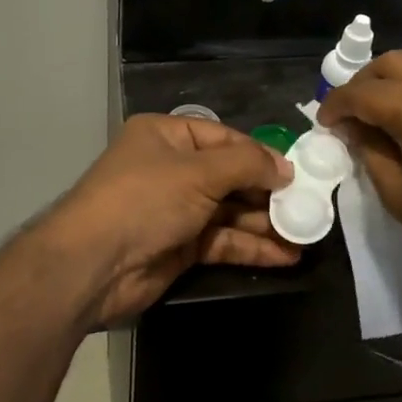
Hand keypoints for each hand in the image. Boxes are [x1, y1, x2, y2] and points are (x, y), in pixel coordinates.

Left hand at [46, 115, 299, 325]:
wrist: (92, 266)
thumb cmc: (144, 200)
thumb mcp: (198, 173)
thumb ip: (247, 165)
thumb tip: (286, 167)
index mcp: (166, 136)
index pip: (224, 138)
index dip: (260, 154)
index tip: (297, 172)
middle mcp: (171, 169)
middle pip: (229, 176)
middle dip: (268, 192)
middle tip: (309, 206)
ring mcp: (174, 210)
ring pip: (229, 211)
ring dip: (265, 223)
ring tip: (306, 233)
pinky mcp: (178, 246)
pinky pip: (222, 240)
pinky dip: (251, 247)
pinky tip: (286, 255)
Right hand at [317, 43, 401, 306]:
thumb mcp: (399, 194)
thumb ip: (370, 151)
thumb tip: (353, 128)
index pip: (363, 92)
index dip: (337, 104)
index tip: (325, 122)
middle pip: (393, 62)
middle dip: (364, 82)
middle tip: (352, 111)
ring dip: (399, 69)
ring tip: (389, 99)